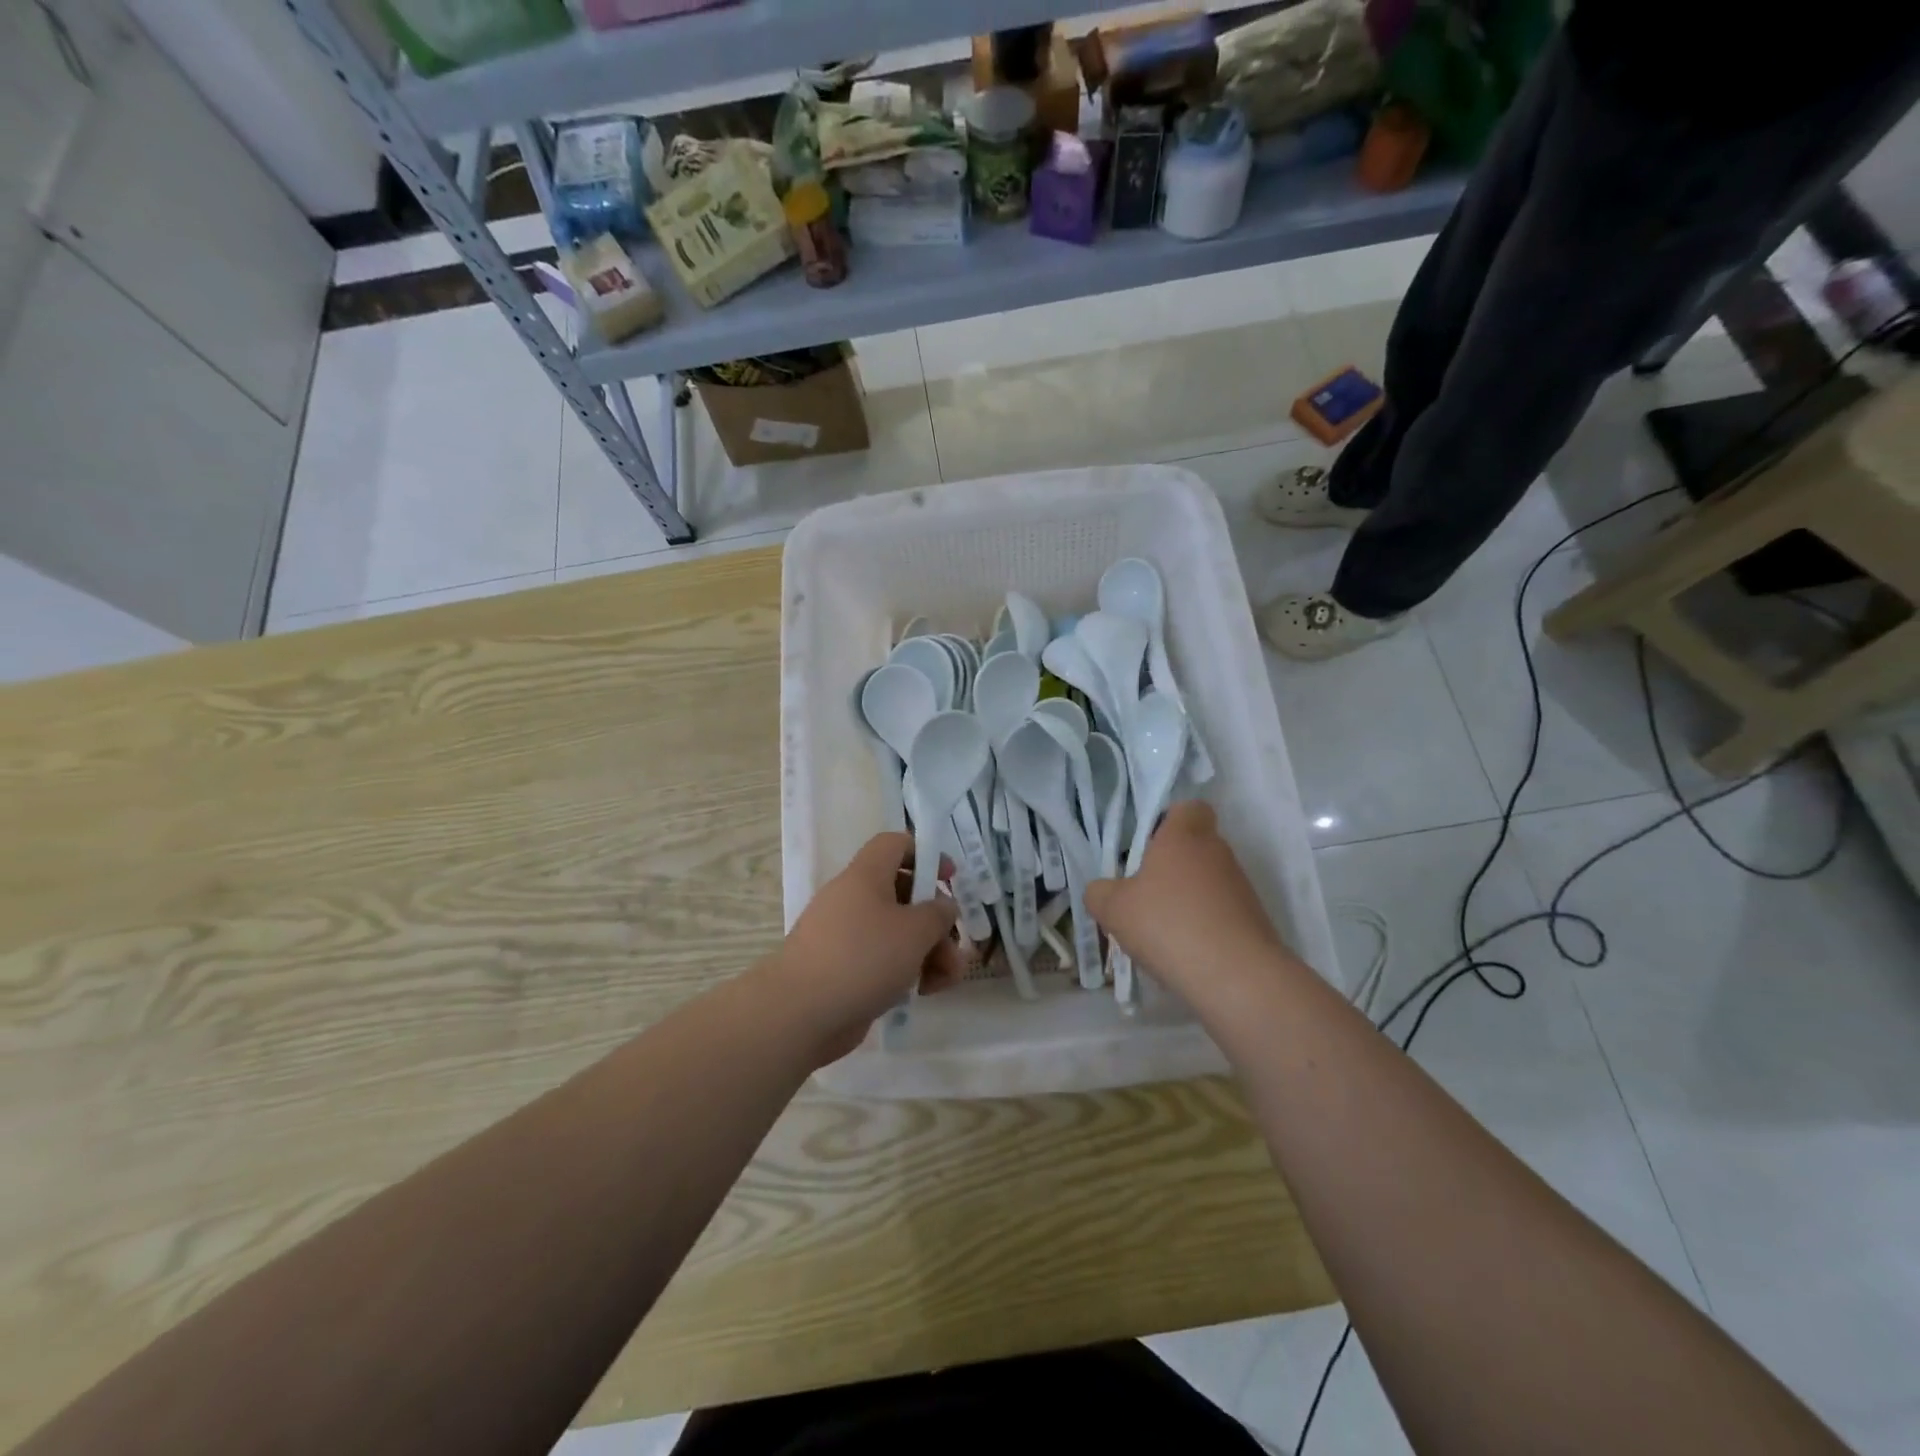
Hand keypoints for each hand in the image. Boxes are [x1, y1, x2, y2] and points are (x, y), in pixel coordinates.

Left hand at [772, 832, 965, 1062]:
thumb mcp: (915, 931)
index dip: (925, 854)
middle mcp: (853, 899)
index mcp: (866, 876)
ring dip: (927, 953)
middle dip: (935, 923)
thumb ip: (938, 913)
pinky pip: (880, 960)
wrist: (799, 1013)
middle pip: (903, 895)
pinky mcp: (842, 969)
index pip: (895, 844)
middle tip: (954, 950)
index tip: (950, 880)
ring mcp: (845, 936)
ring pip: (896, 933)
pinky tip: (919, 994)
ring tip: (943, 982)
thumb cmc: (863, 958)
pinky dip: (903, 972)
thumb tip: (942, 906)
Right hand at [1084, 801, 1288, 991]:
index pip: (1188, 808)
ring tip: (1159, 932)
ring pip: (1206, 883)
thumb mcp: (1114, 909)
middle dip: (1169, 868)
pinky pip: (1219, 913)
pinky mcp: (1253, 921)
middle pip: (1194, 848)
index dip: (1168, 821)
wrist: (1237, 977)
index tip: (1145, 845)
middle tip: (1141, 893)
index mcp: (1184, 836)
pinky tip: (1182, 954)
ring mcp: (1240, 887)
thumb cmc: (1169, 924)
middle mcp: (1217, 853)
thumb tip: (1102, 890)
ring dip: (1185, 900)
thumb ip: (1099, 892)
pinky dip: (1201, 927)